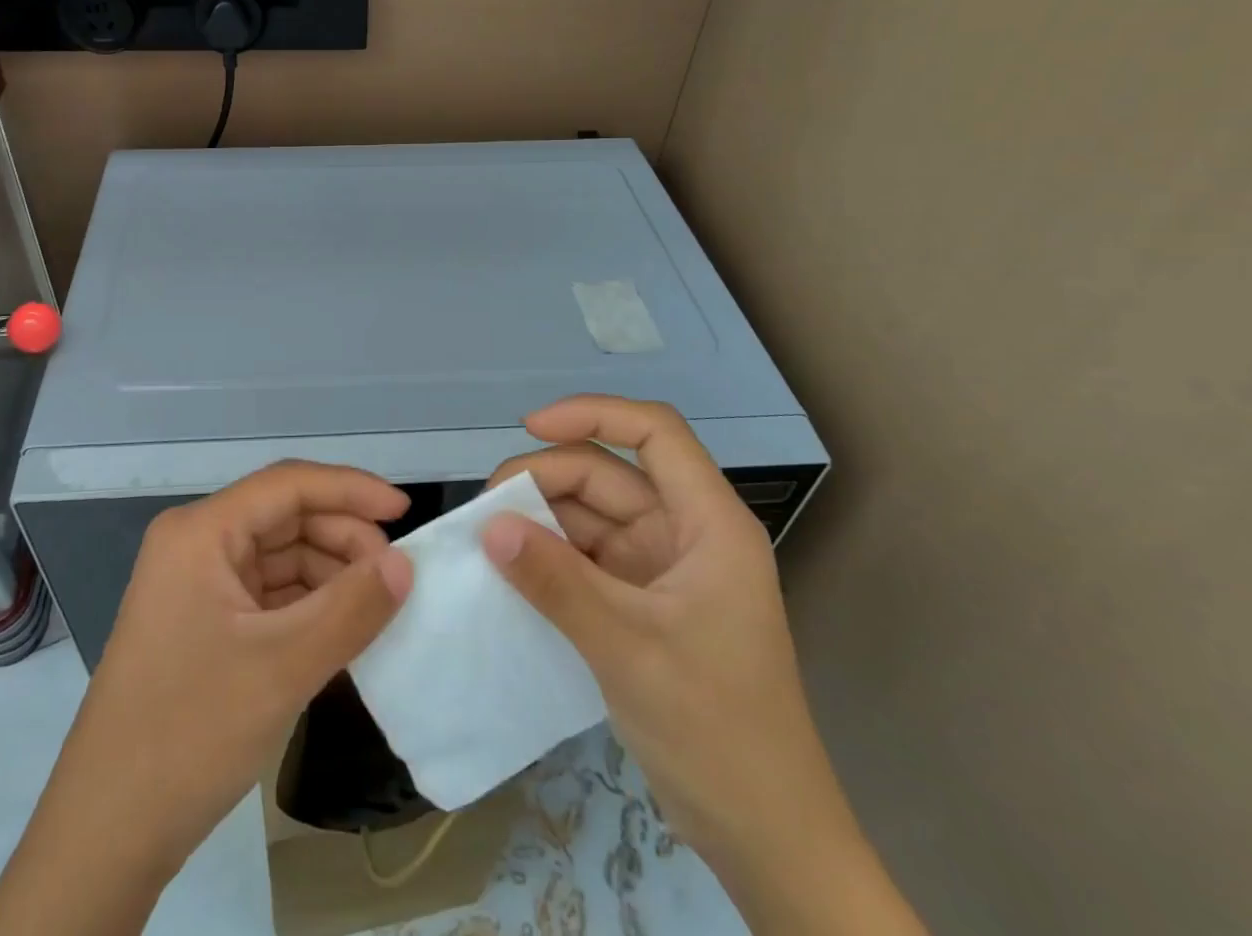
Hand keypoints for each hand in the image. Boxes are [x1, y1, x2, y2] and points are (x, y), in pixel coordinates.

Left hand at [0, 461, 412, 935]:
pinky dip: (308, 605)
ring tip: (377, 606)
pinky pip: (267, 594)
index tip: (405, 512)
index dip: (352, 490)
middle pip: (285, 518)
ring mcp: (197, 584)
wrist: (107, 833)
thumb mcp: (283, 667)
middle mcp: (196, 544)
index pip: (288, 486)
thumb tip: (406, 563)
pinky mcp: (203, 622)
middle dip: (343, 539)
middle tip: (396, 576)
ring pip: (280, 557)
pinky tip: (343, 628)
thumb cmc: (190, 732)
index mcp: (201, 532)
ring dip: (330, 574)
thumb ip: (352, 608)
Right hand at [483, 396, 923, 934]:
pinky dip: (549, 557)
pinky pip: (587, 557)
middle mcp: (686, 533)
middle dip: (548, 478)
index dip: (593, 414)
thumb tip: (490, 527)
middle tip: (488, 508)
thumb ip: (557, 582)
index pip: (655, 433)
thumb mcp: (629, 650)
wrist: (764, 839)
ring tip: (489, 538)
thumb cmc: (716, 731)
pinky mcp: (642, 602)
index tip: (530, 428)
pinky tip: (511, 568)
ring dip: (542, 519)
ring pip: (592, 515)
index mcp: (709, 524)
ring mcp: (663, 568)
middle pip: (610, 474)